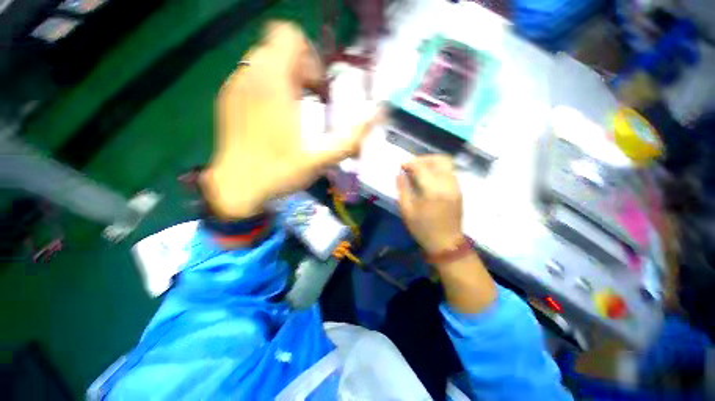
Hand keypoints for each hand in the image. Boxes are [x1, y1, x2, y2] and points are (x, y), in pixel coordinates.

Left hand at [202, 22, 381, 218]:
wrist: (237, 188)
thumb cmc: (280, 171)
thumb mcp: (322, 157)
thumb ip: (352, 136)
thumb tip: (379, 113)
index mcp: (273, 82)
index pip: (288, 35)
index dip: (309, 56)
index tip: (317, 87)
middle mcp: (250, 75)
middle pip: (279, 49)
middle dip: (301, 70)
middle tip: (310, 102)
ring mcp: (235, 86)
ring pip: (264, 63)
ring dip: (286, 80)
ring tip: (294, 112)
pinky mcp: (227, 99)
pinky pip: (252, 79)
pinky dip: (269, 89)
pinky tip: (274, 118)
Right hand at [396, 155, 463, 253]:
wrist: (446, 243)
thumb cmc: (423, 229)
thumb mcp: (407, 211)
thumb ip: (402, 189)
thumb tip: (399, 174)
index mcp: (432, 190)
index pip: (422, 167)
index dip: (410, 163)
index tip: (402, 166)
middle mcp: (447, 184)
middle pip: (440, 159)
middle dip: (424, 158)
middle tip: (412, 166)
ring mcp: (456, 186)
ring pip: (447, 164)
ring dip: (432, 163)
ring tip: (420, 171)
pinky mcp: (459, 190)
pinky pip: (449, 172)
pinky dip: (438, 170)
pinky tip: (429, 179)